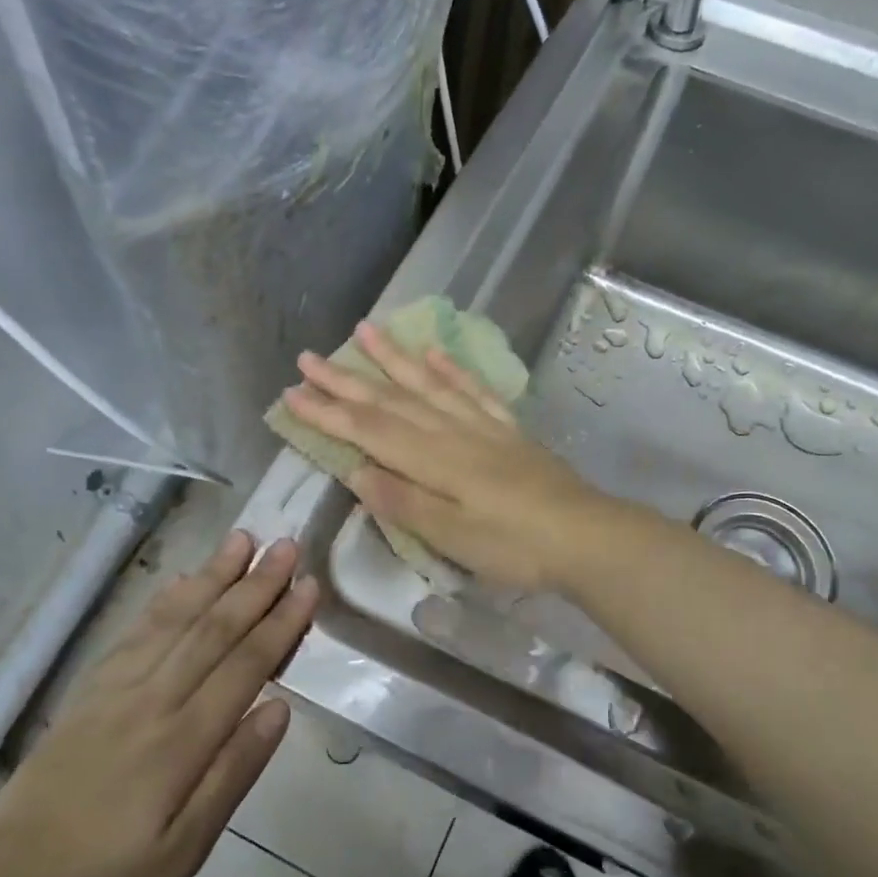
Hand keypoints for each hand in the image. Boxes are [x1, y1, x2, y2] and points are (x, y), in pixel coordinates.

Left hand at [0, 533, 315, 876]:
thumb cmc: (113, 874)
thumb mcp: (187, 848)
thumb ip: (234, 773)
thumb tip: (279, 709)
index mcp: (181, 740)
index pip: (244, 665)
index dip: (280, 623)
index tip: (308, 586)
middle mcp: (152, 699)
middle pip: (213, 629)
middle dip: (256, 584)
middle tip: (287, 545)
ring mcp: (116, 688)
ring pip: (176, 619)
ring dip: (213, 576)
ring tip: (243, 540)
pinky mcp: (91, 687)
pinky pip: (136, 631)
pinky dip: (166, 600)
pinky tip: (184, 579)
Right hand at [282, 321, 614, 592]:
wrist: (586, 536)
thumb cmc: (515, 546)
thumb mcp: (453, 537)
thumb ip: (404, 502)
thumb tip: (356, 472)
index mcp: (433, 460)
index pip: (369, 430)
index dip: (328, 413)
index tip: (292, 394)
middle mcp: (451, 432)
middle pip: (390, 400)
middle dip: (346, 379)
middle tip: (308, 357)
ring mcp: (481, 426)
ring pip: (427, 384)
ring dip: (393, 358)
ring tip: (365, 330)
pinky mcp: (507, 429)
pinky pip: (472, 390)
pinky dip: (450, 369)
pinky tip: (433, 353)